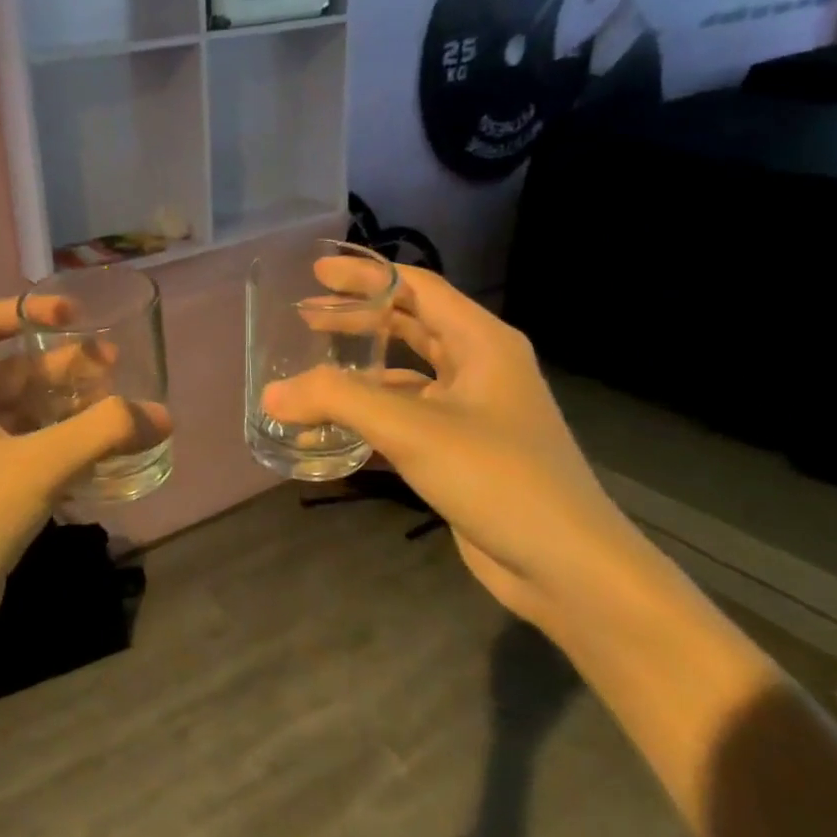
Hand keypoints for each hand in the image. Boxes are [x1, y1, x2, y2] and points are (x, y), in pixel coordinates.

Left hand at [0, 298, 169, 655]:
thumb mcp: (38, 467)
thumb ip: (103, 433)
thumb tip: (161, 415)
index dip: (27, 311)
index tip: (75, 317)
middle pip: (14, 371)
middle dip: (64, 366)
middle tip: (117, 369)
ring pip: (25, 416)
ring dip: (68, 410)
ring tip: (119, 413)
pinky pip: (28, 455)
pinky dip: (62, 450)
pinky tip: (101, 462)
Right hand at [263, 261, 640, 625]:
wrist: (565, 566)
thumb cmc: (496, 476)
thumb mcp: (412, 428)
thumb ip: (338, 401)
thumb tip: (271, 395)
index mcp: (482, 342)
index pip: (417, 288)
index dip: (366, 275)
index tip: (315, 271)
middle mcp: (479, 369)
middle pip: (410, 326)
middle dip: (357, 319)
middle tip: (304, 315)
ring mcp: (472, 412)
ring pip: (405, 376)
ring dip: (358, 372)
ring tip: (308, 372)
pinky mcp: (460, 452)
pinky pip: (404, 420)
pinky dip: (368, 420)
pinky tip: (329, 433)